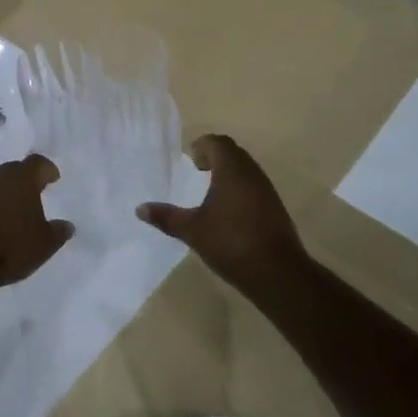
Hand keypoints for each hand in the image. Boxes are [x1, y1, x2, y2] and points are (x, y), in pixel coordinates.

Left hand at [0, 154, 74, 286]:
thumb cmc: (11, 245)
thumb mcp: (44, 244)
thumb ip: (58, 232)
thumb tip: (67, 226)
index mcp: (21, 178)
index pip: (38, 163)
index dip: (47, 169)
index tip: (53, 177)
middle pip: (14, 170)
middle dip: (25, 180)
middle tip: (34, 193)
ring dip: (5, 193)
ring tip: (14, 211)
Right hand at [137, 134, 305, 291]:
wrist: (278, 273)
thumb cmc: (231, 243)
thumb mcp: (192, 230)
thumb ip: (166, 217)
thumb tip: (139, 209)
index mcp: (232, 171)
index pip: (218, 143)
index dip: (202, 146)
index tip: (190, 160)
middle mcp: (252, 175)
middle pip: (234, 153)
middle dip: (215, 157)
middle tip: (196, 169)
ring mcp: (267, 191)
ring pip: (246, 170)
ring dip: (228, 173)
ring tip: (210, 190)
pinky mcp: (275, 209)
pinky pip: (254, 186)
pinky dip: (239, 188)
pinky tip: (228, 211)